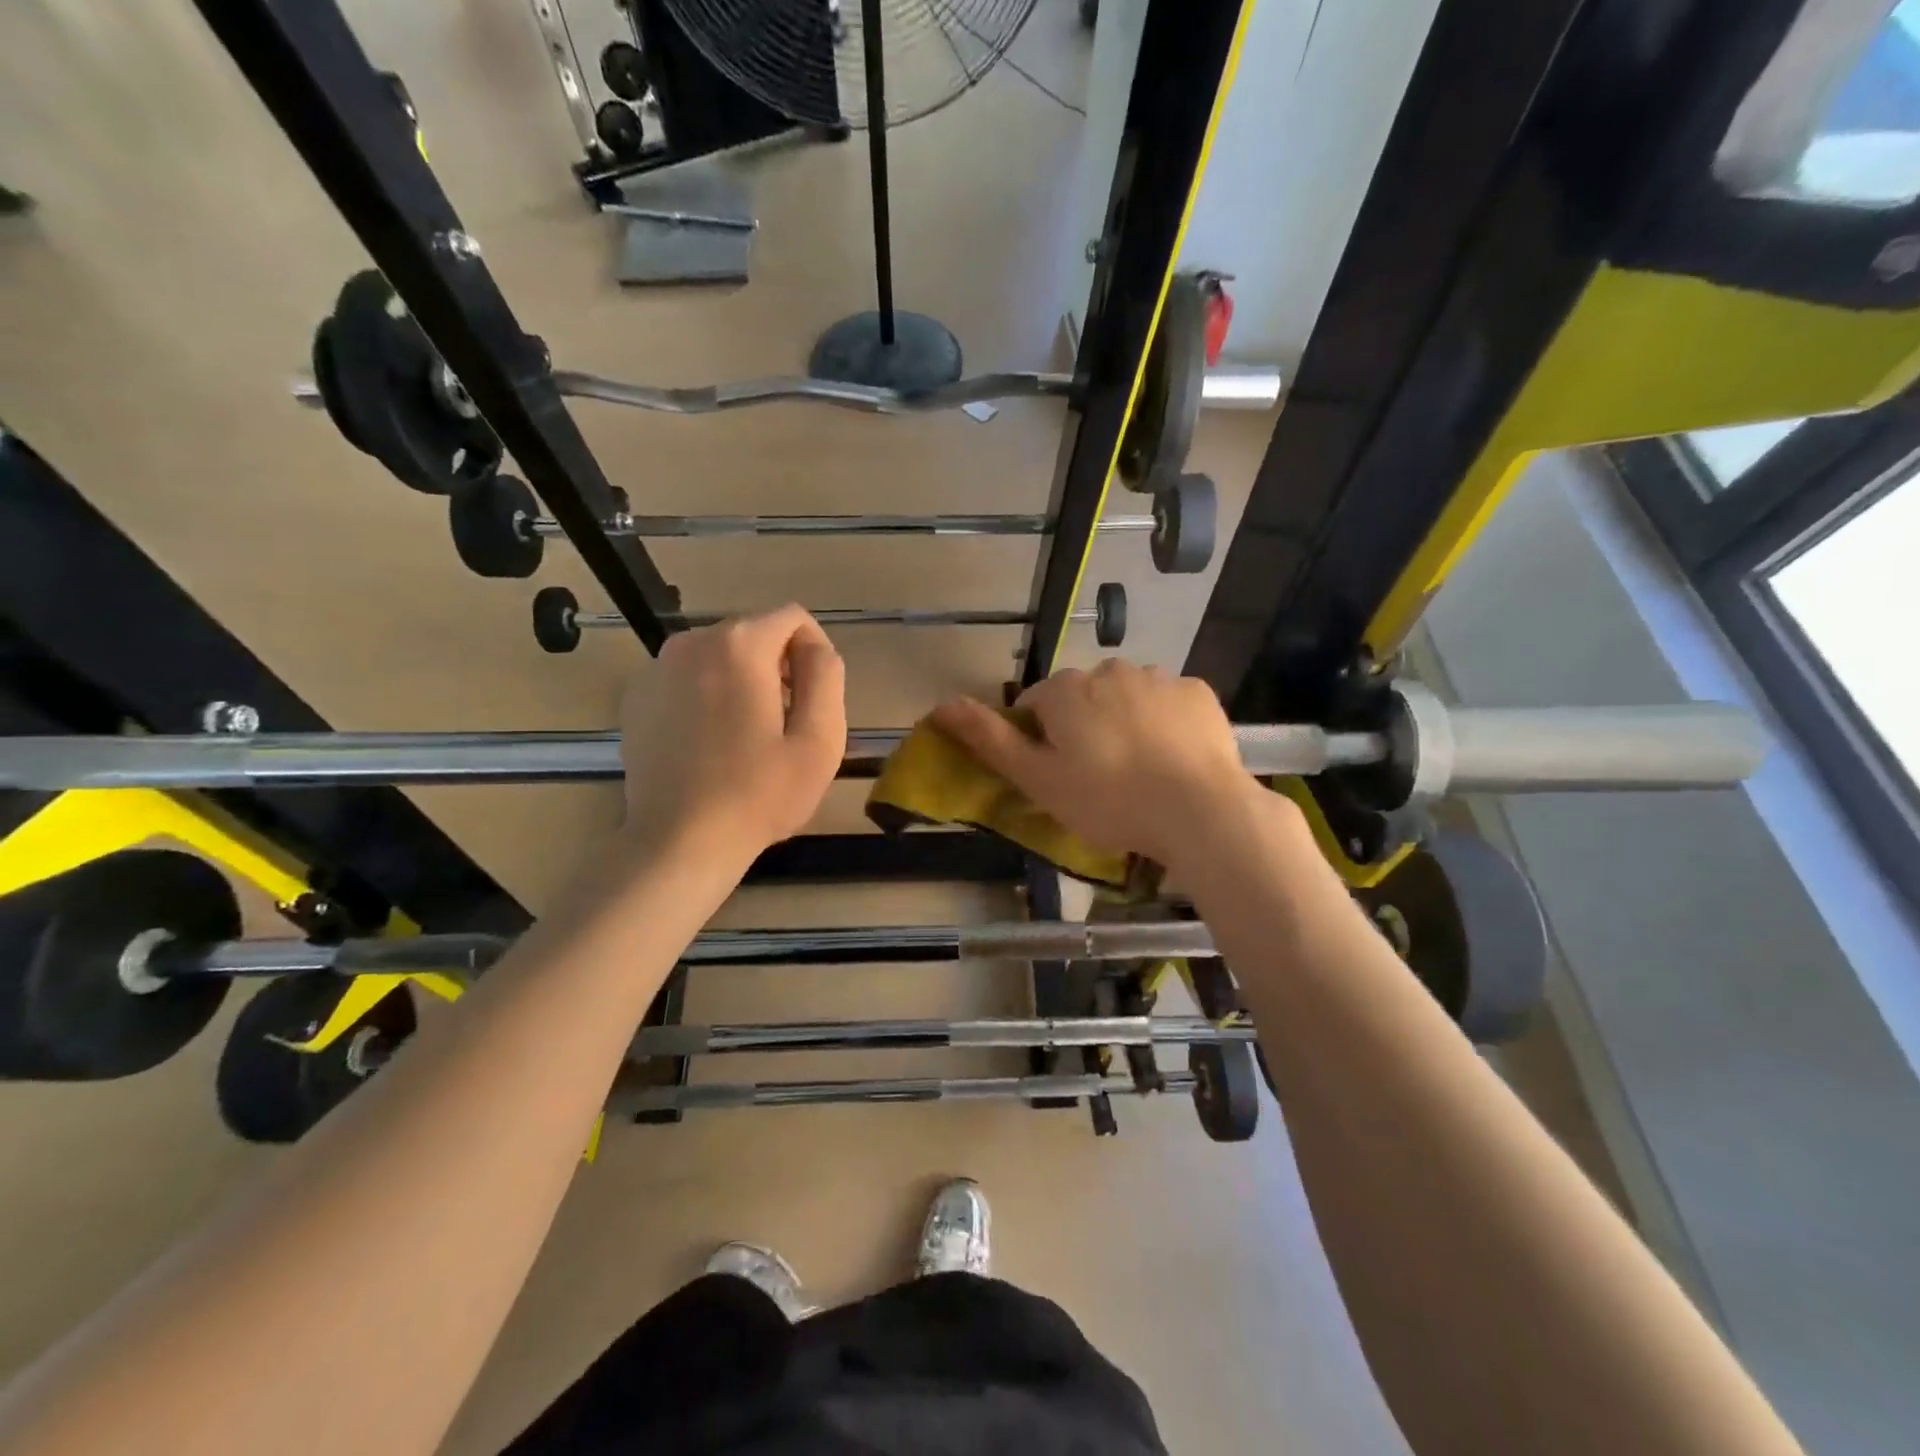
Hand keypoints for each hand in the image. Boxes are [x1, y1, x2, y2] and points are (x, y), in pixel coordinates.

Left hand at [619, 606, 846, 862]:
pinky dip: (707, 696)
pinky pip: (688, 679)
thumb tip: (816, 648)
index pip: (793, 617)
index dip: (814, 650)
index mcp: (739, 645)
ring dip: (743, 681)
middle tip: (786, 724)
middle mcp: (691, 642)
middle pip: (754, 634)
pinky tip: (711, 744)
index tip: (815, 697)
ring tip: (748, 736)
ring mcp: (656, 669)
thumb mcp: (819, 739)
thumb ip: (826, 676)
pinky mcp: (637, 697)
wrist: (679, 842)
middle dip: (778, 667)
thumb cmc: (759, 794)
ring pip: (720, 656)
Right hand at [930, 661, 1265, 871]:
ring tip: (1140, 771)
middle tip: (1098, 778)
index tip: (1057, 774)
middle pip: (1083, 698)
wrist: (1199, 810)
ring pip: (1127, 697)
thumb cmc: (1108, 800)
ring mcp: (1158, 677)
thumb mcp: (1038, 778)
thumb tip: (940, 704)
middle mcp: (1109, 670)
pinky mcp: (1198, 693)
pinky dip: (1166, 723)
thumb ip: (989, 739)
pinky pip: (1169, 703)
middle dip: (1084, 727)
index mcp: (1065, 691)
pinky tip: (1173, 759)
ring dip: (1125, 722)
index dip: (1040, 739)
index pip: (1035, 704)